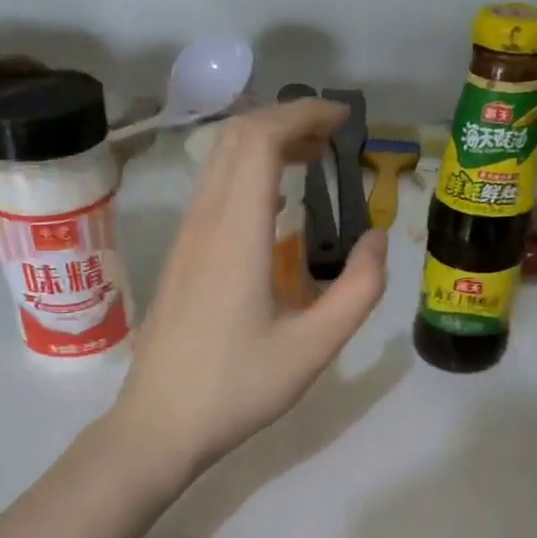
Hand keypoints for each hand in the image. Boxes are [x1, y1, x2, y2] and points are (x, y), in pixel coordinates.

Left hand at [109, 99, 388, 479]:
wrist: (159, 424)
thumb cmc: (238, 389)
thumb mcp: (314, 348)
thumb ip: (359, 290)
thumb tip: (377, 239)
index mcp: (235, 234)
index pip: (259, 138)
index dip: (303, 113)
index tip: (344, 121)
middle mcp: (203, 223)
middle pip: (235, 138)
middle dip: (286, 121)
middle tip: (333, 140)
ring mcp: (184, 239)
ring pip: (218, 163)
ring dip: (264, 147)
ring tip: (312, 165)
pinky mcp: (178, 258)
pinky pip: (211, 193)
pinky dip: (247, 177)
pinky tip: (275, 210)